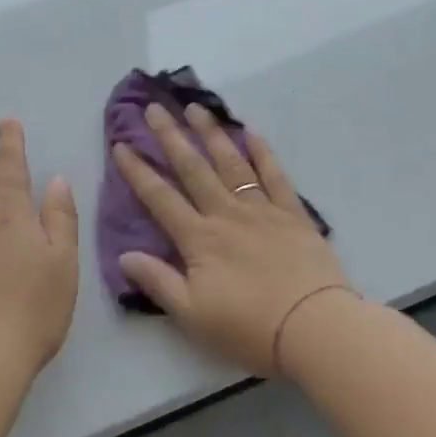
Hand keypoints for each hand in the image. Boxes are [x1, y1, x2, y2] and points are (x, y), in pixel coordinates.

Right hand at [113, 102, 355, 375]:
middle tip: (154, 108)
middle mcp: (226, 214)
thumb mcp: (193, 314)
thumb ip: (158, 282)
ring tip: (196, 108)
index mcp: (199, 239)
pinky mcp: (292, 213)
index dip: (138, 171)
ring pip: (231, 163)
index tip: (121, 144)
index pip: (160, 198)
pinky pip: (274, 175)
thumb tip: (124, 255)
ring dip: (211, 134)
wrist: (314, 328)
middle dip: (171, 137)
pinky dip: (262, 152)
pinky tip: (251, 132)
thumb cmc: (248, 328)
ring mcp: (261, 210)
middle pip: (193, 169)